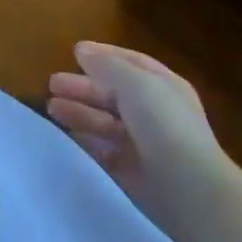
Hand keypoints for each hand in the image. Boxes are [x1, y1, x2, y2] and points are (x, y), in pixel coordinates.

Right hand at [48, 42, 240, 227]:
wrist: (190, 191)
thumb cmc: (164, 126)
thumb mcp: (136, 83)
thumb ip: (106, 64)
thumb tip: (82, 50)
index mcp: (164, 87)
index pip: (131, 63)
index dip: (104, 55)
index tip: (73, 52)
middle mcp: (157, 114)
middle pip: (114, 94)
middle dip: (84, 87)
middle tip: (51, 84)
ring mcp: (146, 145)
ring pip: (106, 122)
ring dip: (80, 112)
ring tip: (52, 109)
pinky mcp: (134, 174)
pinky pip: (104, 152)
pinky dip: (85, 142)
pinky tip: (67, 137)